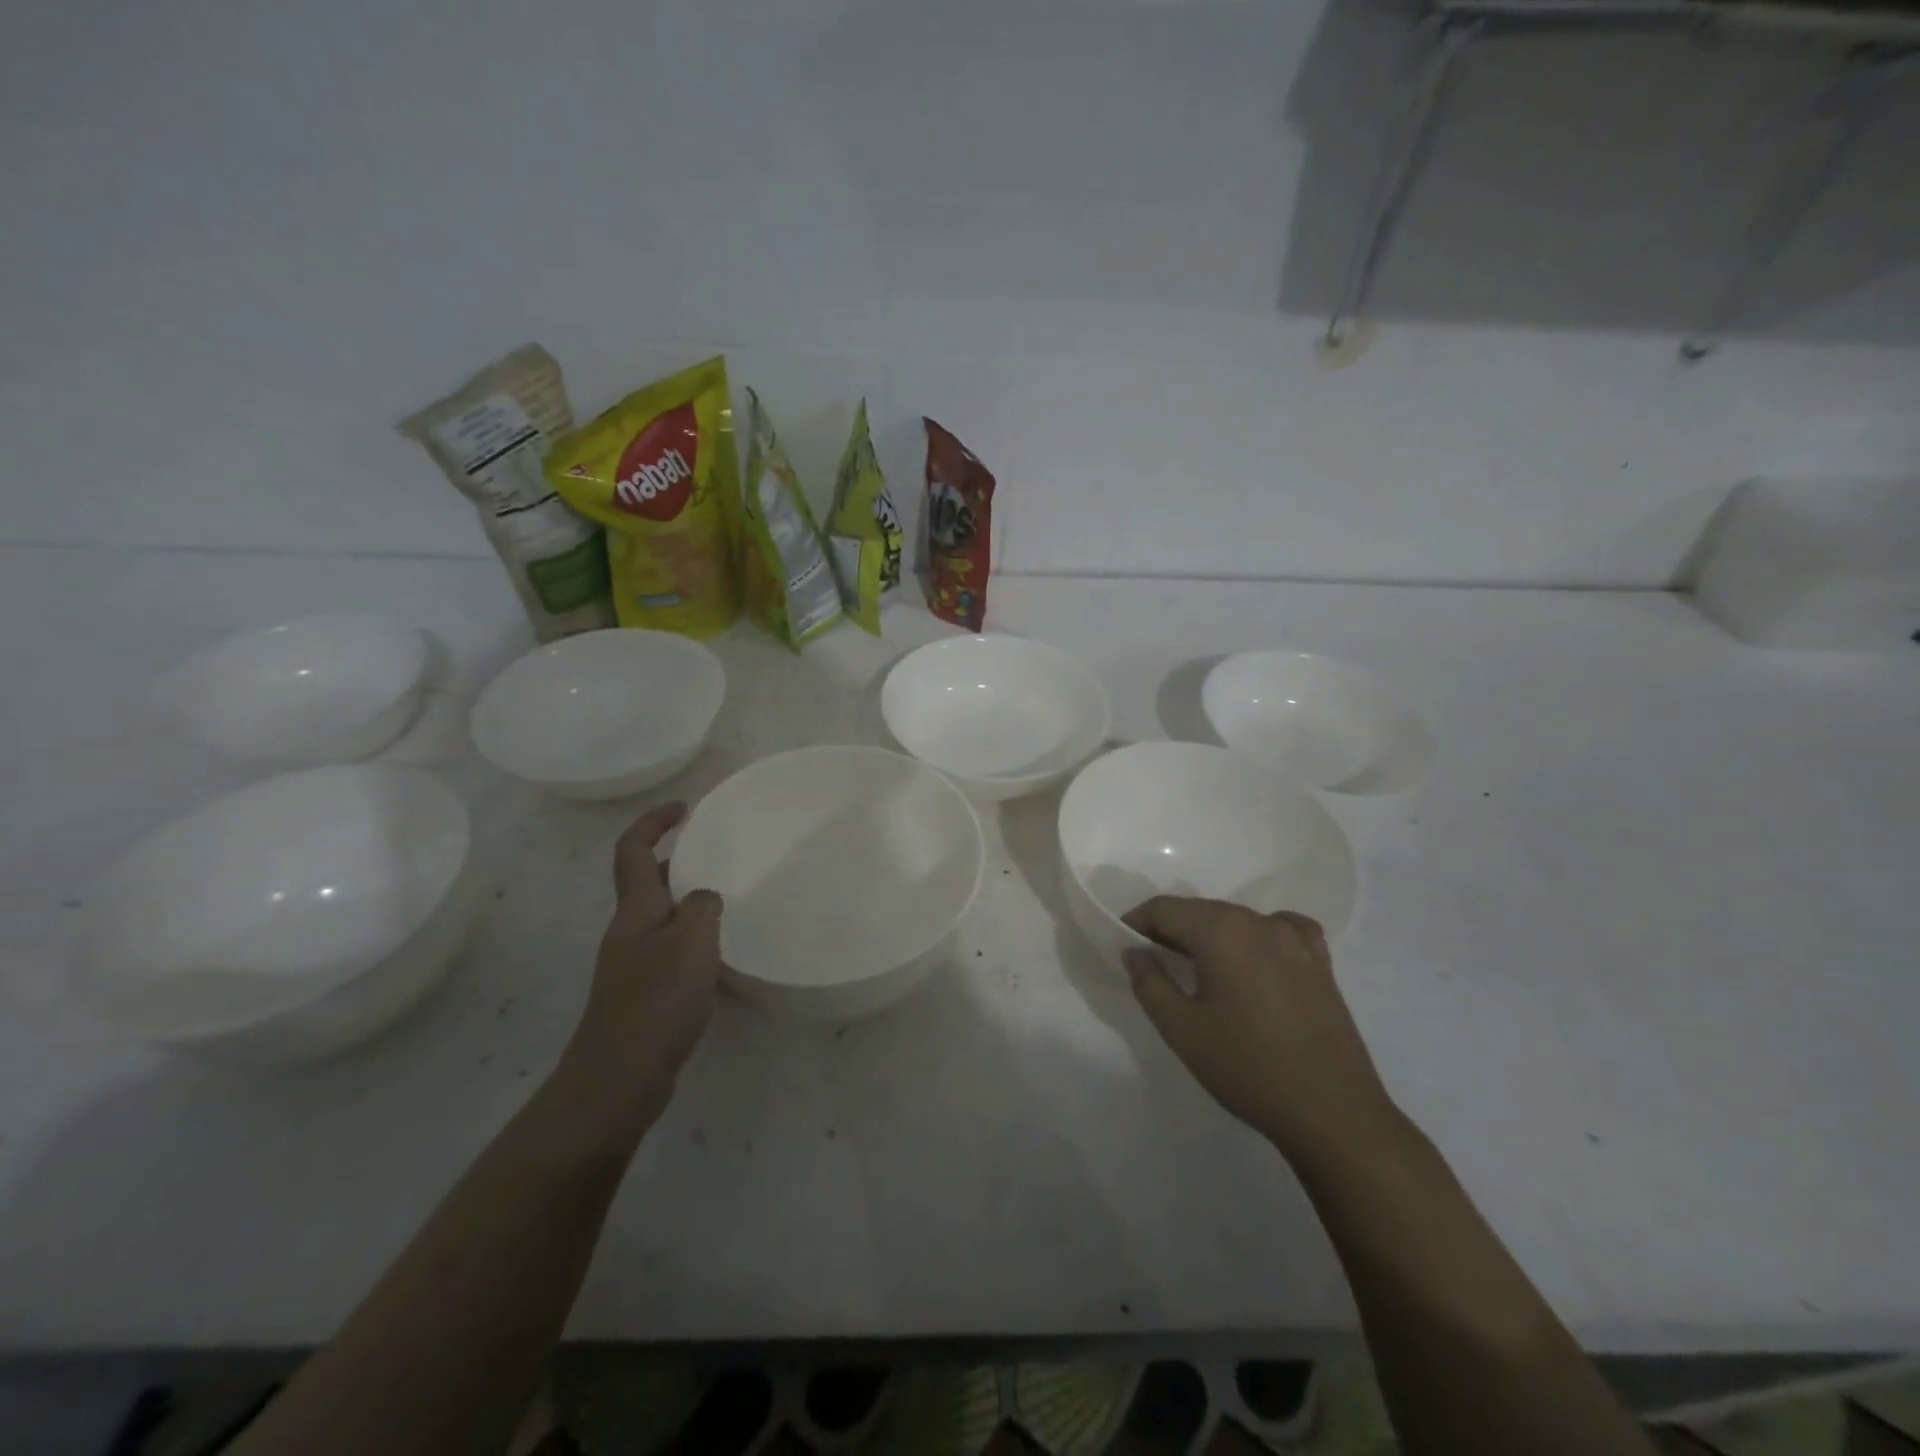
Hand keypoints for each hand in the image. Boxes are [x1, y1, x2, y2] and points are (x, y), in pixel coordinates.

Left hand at [560, 802, 723, 1122]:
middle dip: (675, 858)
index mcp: (636, 911)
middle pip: (645, 881)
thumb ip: (703, 907)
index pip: (633, 851)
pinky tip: (721, 955)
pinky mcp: (645, 995)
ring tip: (728, 897)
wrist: (618, 1079)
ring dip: (688, 899)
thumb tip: (706, 897)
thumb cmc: (655, 1002)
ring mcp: (634, 965)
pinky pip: (672, 949)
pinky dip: (695, 938)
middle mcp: (630, 931)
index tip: (683, 807)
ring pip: (662, 916)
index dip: (653, 822)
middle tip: (716, 851)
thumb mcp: (691, 943)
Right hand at [1123, 897, 1400, 1161]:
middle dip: (1171, 927)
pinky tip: (1255, 956)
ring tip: (1197, 965)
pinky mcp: (1320, 962)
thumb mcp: (1181, 1029)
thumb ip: (1149, 982)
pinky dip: (1257, 934)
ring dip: (1210, 933)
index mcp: (1221, 931)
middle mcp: (1257, 922)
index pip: (1165, 909)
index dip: (1137, 921)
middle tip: (1152, 959)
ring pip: (1237, 919)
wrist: (1332, 1112)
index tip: (1123, 944)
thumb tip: (1135, 951)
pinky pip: (1281, 929)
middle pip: (1201, 910)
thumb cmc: (1247, 1067)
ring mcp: (1295, 940)